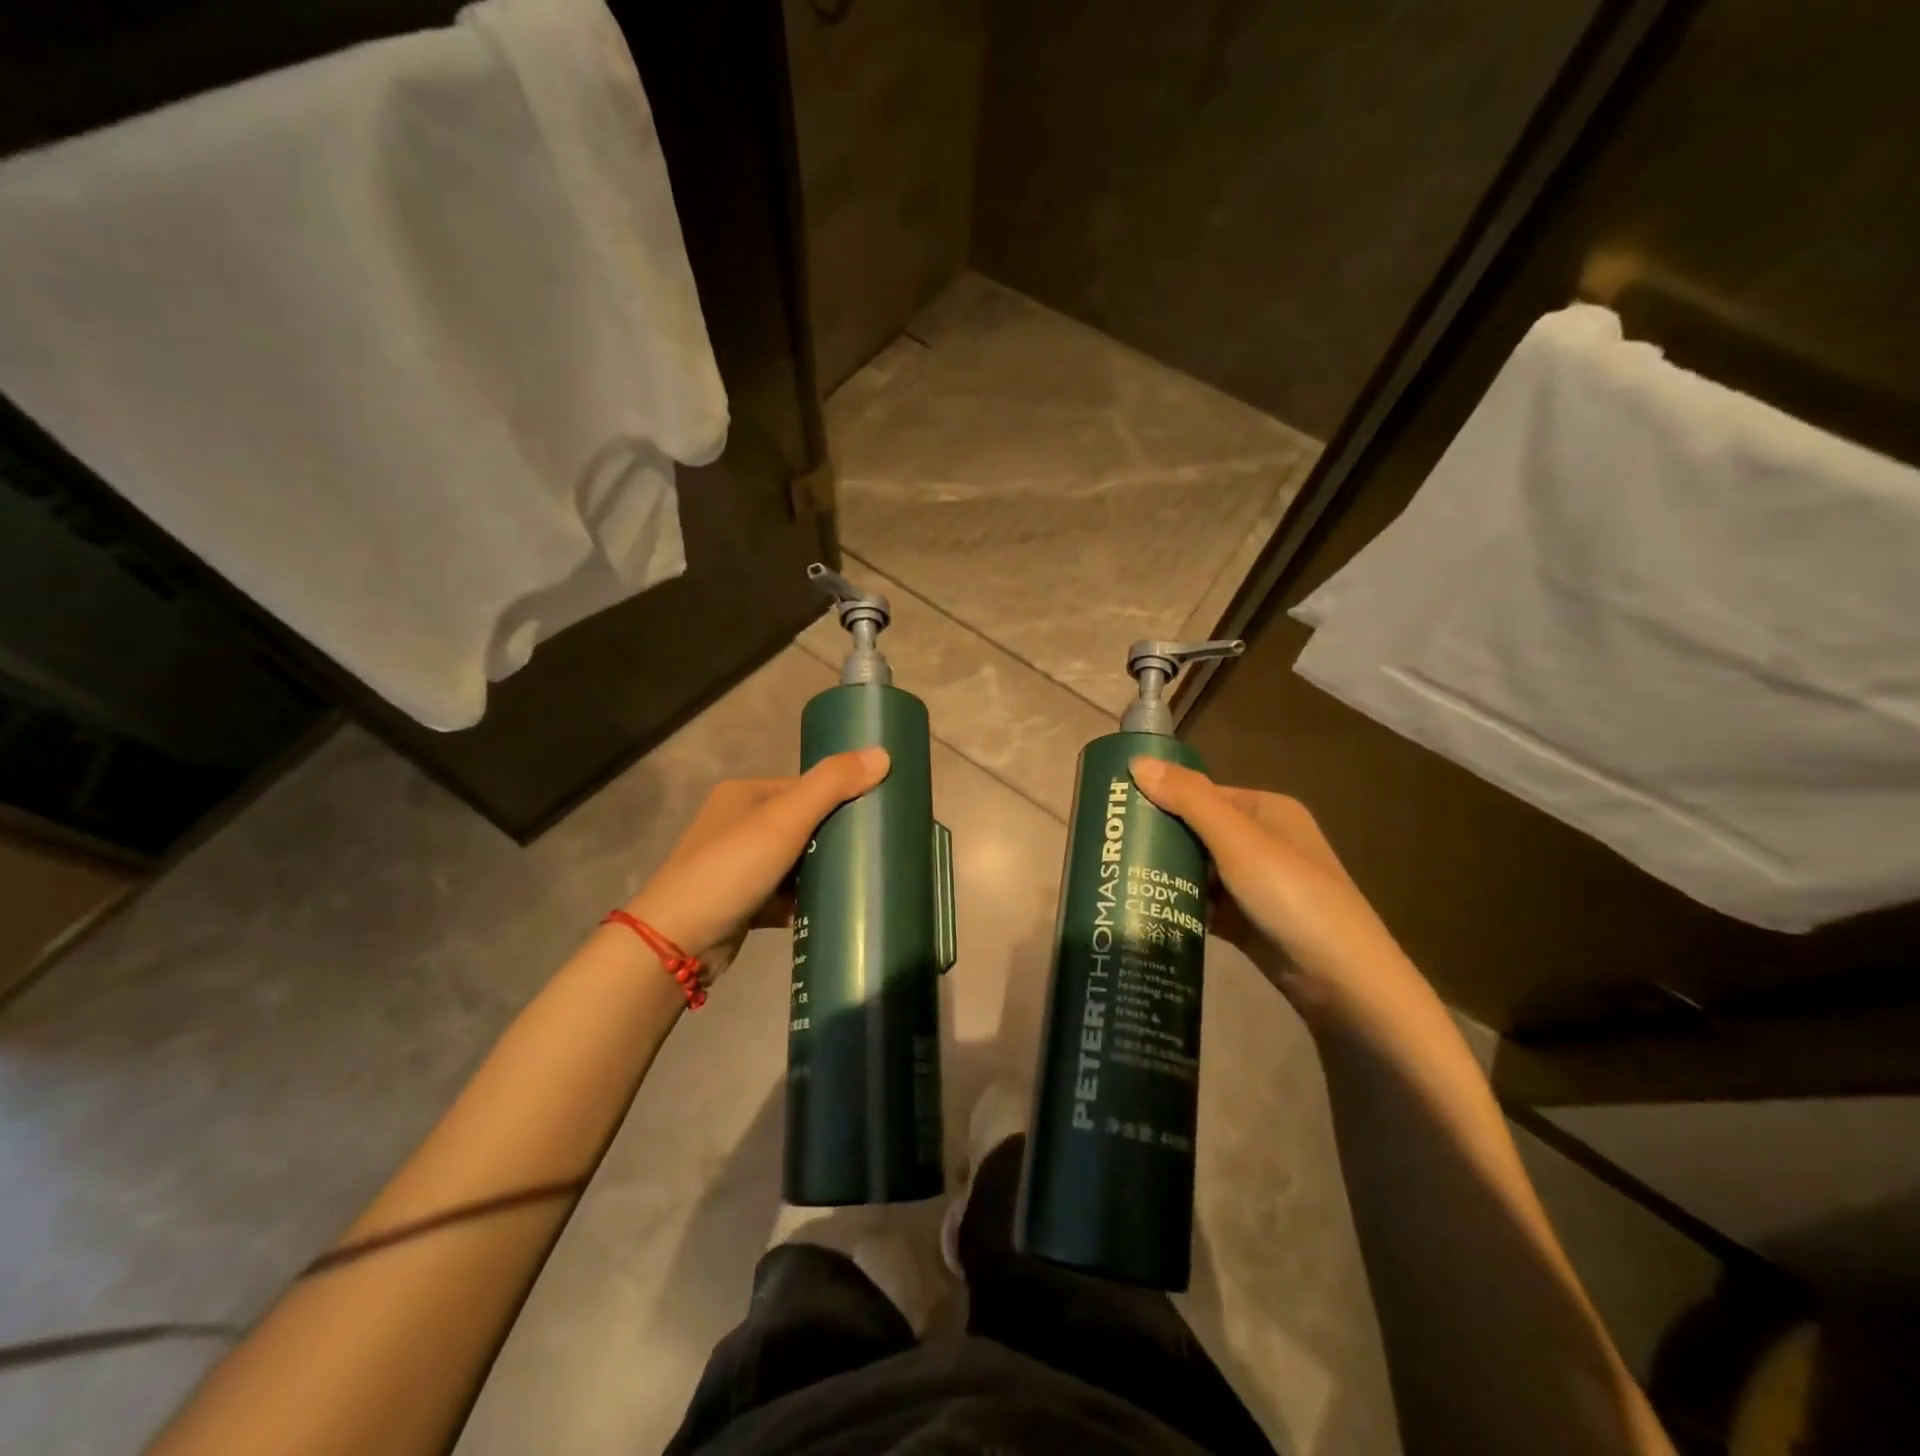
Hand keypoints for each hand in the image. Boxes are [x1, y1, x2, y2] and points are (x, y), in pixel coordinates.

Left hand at [625, 748, 889, 980]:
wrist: (676, 943)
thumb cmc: (731, 869)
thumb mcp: (785, 820)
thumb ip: (832, 785)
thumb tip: (883, 753)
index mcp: (745, 795)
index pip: (805, 787)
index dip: (841, 797)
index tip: (878, 815)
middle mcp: (738, 825)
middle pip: (803, 824)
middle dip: (836, 838)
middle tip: (875, 851)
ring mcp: (738, 867)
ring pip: (795, 862)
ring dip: (823, 871)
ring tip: (865, 879)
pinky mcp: (742, 904)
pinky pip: (785, 895)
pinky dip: (806, 901)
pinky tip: (835, 909)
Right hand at [1128, 756, 1416, 1021]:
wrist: (1343, 982)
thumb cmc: (1293, 897)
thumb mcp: (1239, 842)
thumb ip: (1189, 800)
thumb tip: (1136, 761)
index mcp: (1266, 810)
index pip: (1202, 793)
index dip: (1160, 795)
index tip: (1115, 807)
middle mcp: (1261, 841)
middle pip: (1196, 830)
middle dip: (1157, 836)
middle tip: (1109, 843)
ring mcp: (1255, 884)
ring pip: (1197, 868)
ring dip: (1164, 871)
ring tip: (1115, 873)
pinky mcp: (1246, 920)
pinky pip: (1202, 902)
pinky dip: (1177, 902)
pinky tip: (1142, 905)